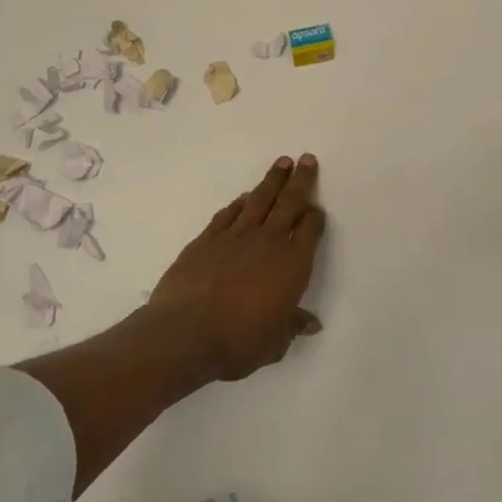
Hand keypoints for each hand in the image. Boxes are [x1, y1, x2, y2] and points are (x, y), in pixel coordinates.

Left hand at [144, 154, 326, 381]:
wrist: (185, 333)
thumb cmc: (238, 342)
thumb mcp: (274, 342)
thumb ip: (292, 326)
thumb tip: (311, 322)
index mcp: (293, 264)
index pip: (311, 230)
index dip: (316, 217)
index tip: (317, 209)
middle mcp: (269, 241)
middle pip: (289, 203)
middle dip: (301, 180)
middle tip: (306, 159)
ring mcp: (235, 236)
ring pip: (259, 200)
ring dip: (272, 180)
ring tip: (282, 163)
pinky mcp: (207, 239)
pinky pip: (228, 214)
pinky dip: (239, 203)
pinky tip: (244, 197)